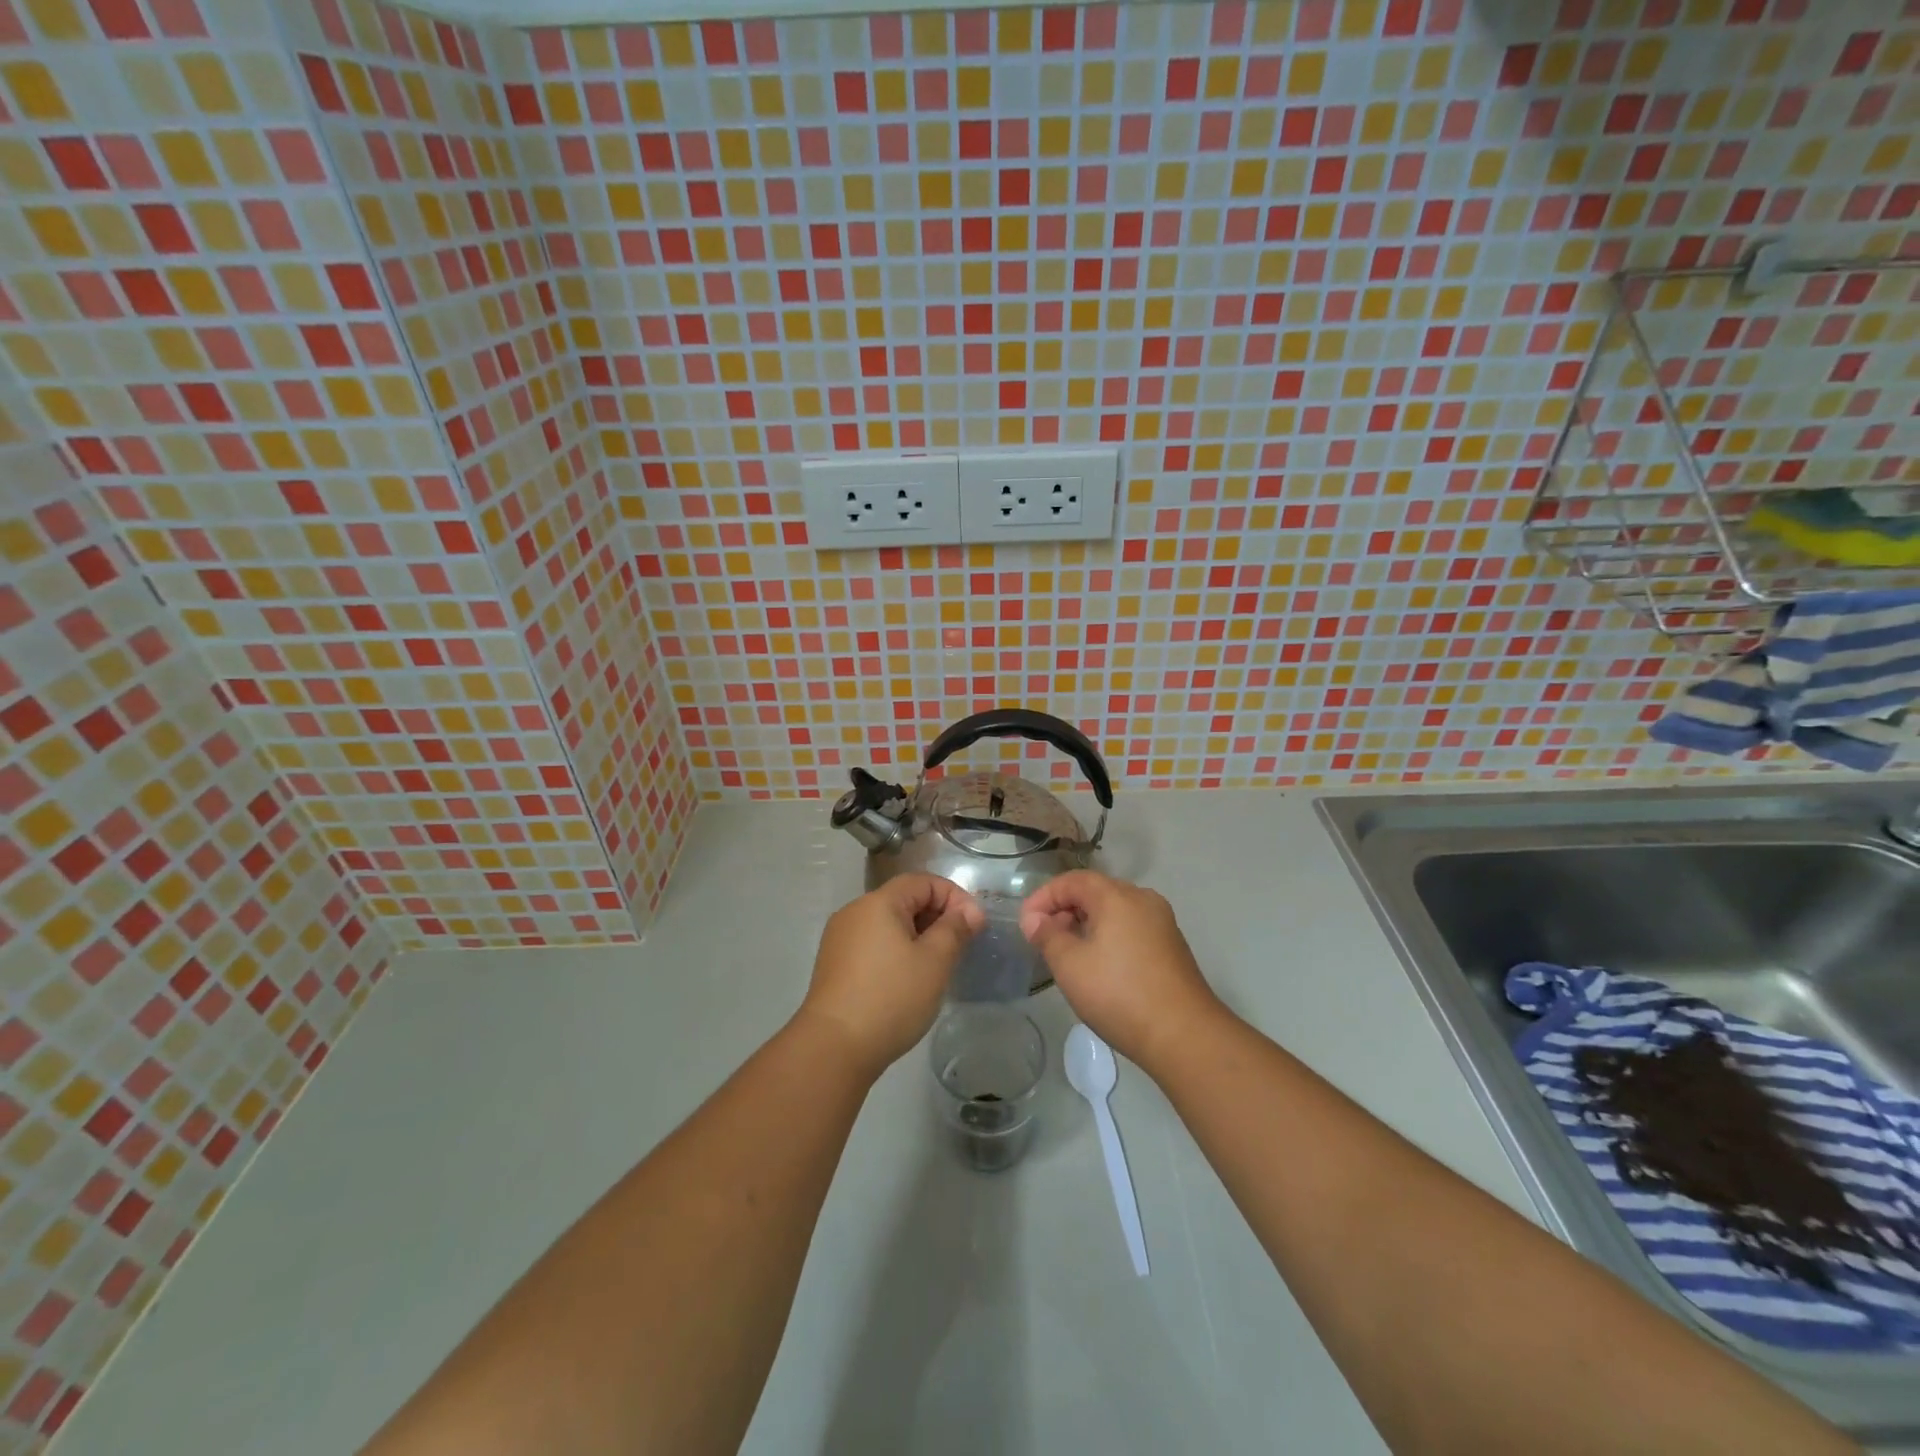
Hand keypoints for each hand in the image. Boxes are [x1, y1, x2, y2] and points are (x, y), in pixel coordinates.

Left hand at [797, 875, 984, 1078]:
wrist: (833, 1048)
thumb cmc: (891, 998)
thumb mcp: (934, 962)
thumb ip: (955, 929)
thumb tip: (970, 912)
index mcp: (878, 902)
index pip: (923, 881)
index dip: (954, 896)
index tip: (974, 926)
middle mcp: (855, 911)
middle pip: (904, 899)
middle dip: (937, 916)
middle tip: (960, 946)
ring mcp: (840, 938)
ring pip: (889, 924)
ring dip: (918, 935)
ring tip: (937, 965)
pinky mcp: (834, 964)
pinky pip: (874, 944)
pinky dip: (897, 951)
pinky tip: (908, 980)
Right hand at [1020, 871, 1226, 1071]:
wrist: (1184, 1035)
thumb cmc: (1119, 994)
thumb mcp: (1070, 965)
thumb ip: (1047, 936)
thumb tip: (1035, 920)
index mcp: (1118, 896)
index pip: (1072, 880)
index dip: (1043, 897)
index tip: (1025, 924)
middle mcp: (1143, 899)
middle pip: (1095, 892)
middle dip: (1064, 910)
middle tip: (1043, 938)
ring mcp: (1161, 922)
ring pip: (1114, 911)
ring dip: (1085, 924)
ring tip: (1066, 953)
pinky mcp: (1171, 946)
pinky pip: (1130, 928)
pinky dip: (1107, 936)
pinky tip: (1098, 965)